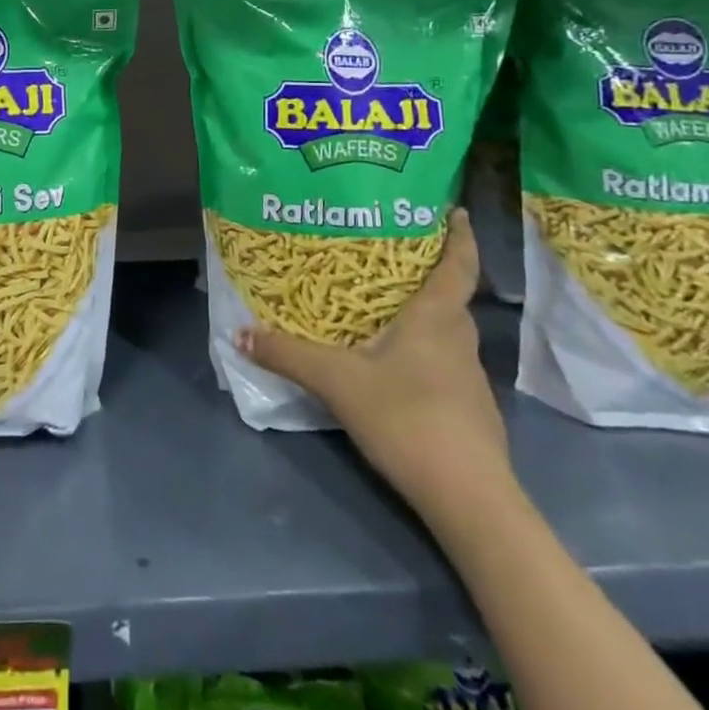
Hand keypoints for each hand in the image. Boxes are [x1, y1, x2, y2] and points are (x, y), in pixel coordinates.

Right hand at [233, 208, 510, 514]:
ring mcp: (470, 379)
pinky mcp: (471, 411)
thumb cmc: (408, 418)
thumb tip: (238, 332)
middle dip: (429, 274)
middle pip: (451, 297)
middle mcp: (459, 339)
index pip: (458, 264)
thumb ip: (287, 355)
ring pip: (448, 333)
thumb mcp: (336, 382)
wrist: (470, 499)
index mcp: (436, 317)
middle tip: (392, 258)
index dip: (460, 235)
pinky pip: (446, 364)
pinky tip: (396, 367)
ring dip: (426, 316)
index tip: (456, 210)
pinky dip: (425, 353)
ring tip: (387, 309)